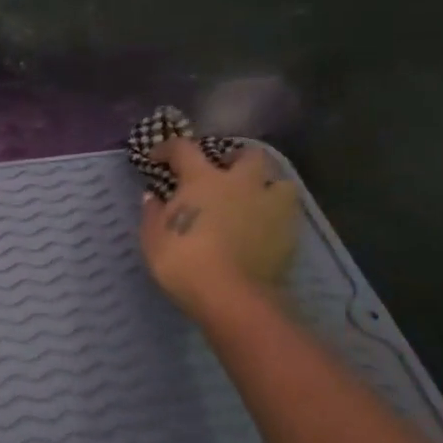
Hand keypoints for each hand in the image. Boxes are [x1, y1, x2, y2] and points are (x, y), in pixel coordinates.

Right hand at [138, 138, 299, 320]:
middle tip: (222, 173)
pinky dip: (275, 214)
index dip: (168, 148)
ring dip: (266, 184)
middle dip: (234, 158)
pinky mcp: (289, 230)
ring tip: (253, 199)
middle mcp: (240, 182)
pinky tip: (263, 227)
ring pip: (279, 180)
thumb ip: (153, 213)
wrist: (230, 295)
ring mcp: (270, 205)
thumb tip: (153, 197)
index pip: (184, 149)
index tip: (157, 157)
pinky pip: (287, 212)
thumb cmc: (183, 261)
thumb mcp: (153, 238)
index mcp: (203, 179)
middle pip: (247, 154)